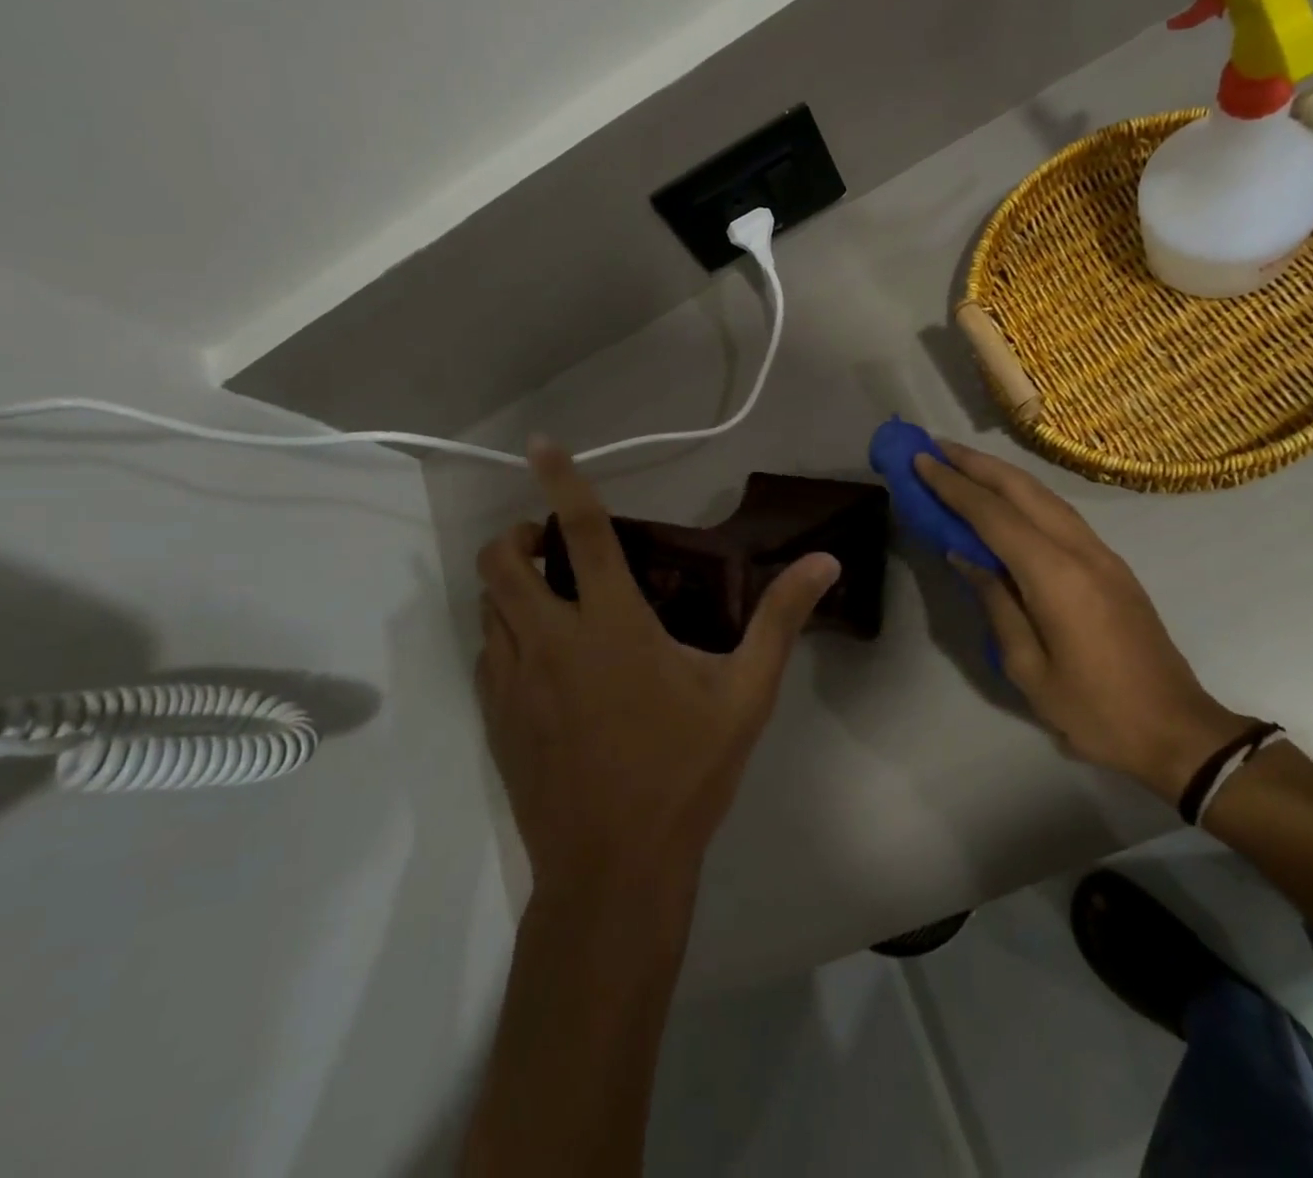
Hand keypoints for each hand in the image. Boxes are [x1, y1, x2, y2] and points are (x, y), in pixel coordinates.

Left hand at [475, 439, 840, 908]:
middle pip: (503, 563)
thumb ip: (781, 621)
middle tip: (552, 545)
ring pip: (488, 607)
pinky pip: (488, 653)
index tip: (539, 444)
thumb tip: (824, 562)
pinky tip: (543, 658)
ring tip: (551, 595)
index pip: (583, 533)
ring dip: (510, 585)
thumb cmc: (685, 773)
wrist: (614, 869)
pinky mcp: (497, 719)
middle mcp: (551, 642)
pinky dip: (506, 634)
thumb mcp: (746, 695)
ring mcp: (514, 683)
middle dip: (517, 537)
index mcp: (612, 626)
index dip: (561, 481)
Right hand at [915, 441, 1249, 801]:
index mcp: (1056, 576)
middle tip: (935, 448)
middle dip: (976, 464)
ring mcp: (1102, 554)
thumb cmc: (1094, 710)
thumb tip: (965, 557)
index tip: (920, 460)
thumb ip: (995, 604)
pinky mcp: (1112, 565)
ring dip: (1001, 475)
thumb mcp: (1028, 667)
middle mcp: (1081, 550)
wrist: (1176, 730)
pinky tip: (1005, 500)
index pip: (994, 515)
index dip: (954, 486)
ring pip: (1045, 496)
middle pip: (1023, 490)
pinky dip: (1025, 496)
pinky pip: (1060, 514)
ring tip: (962, 464)